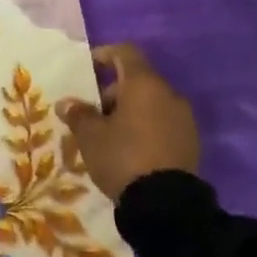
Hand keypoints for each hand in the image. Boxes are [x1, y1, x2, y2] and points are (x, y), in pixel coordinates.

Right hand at [58, 42, 198, 202]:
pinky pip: (162, 122)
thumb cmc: (122, 157)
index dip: (104, 55)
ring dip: (129, 110)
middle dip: (112, 91)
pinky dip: (144, 126)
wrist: (165, 203)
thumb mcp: (90, 136)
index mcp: (144, 85)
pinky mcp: (190, 140)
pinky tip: (129, 149)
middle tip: (92, 113)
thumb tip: (67, 103)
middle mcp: (168, 94)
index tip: (86, 69)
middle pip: (138, 80)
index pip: (125, 52)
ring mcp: (183, 118)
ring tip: (108, 135)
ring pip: (151, 102)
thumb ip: (78, 114)